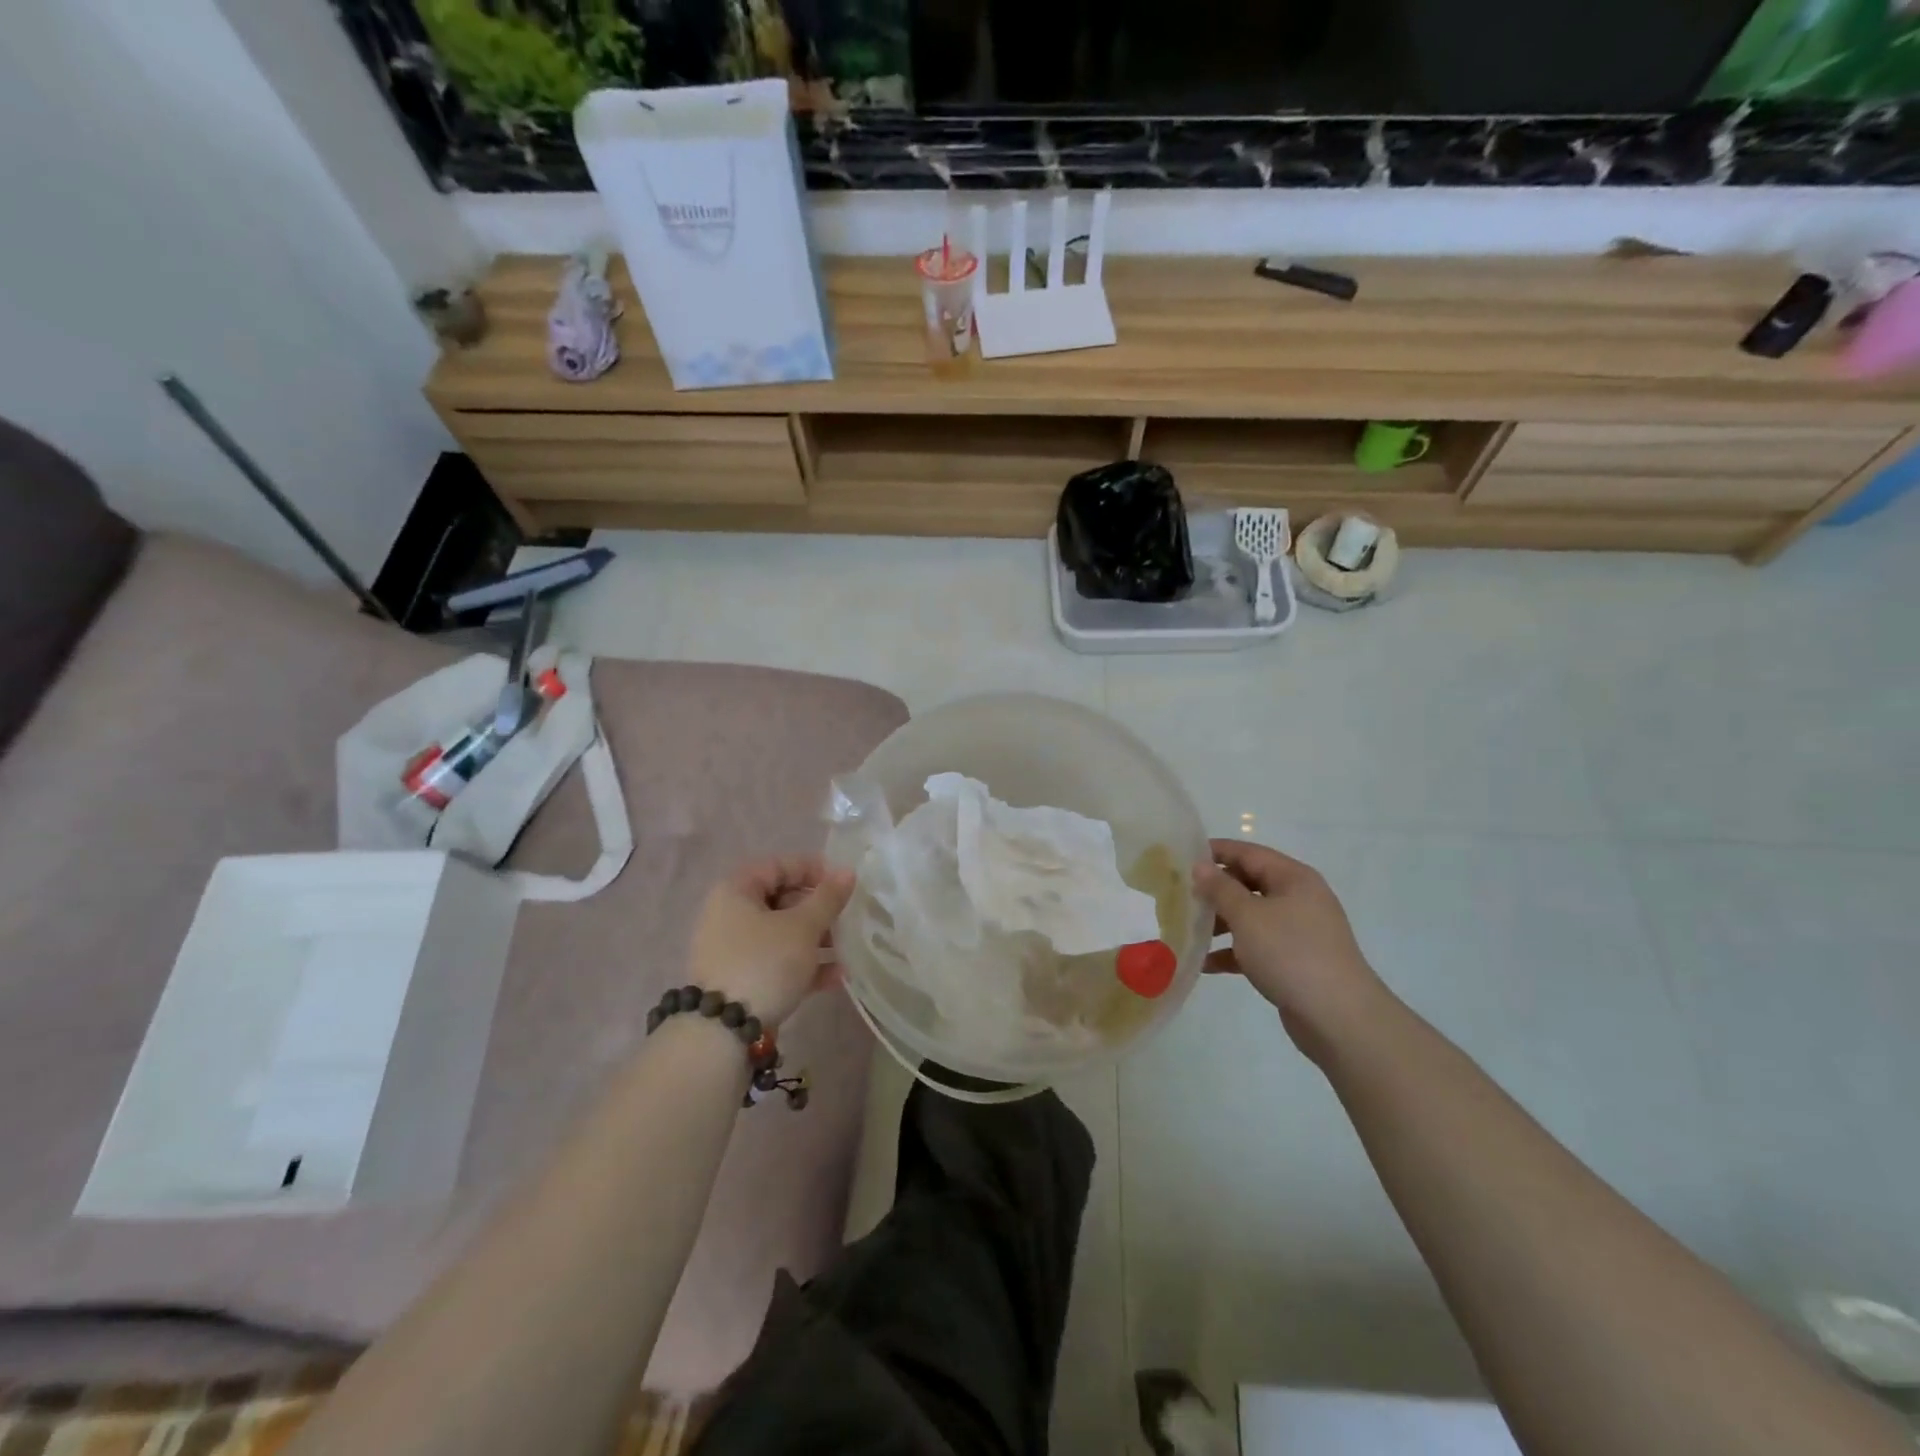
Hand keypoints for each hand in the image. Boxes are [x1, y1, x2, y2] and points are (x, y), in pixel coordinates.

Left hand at [685, 857, 856, 1029]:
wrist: (723, 1033)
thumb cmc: (764, 963)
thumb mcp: (803, 927)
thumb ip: (828, 898)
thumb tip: (847, 872)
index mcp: (736, 890)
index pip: (779, 865)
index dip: (813, 869)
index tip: (843, 884)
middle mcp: (728, 915)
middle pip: (781, 900)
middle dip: (818, 910)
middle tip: (846, 919)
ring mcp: (732, 950)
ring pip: (781, 934)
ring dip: (816, 939)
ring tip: (847, 950)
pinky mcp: (739, 980)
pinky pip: (776, 961)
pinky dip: (803, 965)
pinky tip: (835, 977)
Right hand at [1194, 839, 1383, 1057]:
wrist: (1338, 1018)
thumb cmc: (1290, 954)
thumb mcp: (1248, 916)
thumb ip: (1220, 888)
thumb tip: (1200, 866)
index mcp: (1293, 878)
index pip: (1248, 853)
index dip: (1215, 852)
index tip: (1180, 856)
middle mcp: (1298, 899)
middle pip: (1248, 884)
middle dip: (1214, 890)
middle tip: (1177, 893)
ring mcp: (1297, 932)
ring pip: (1250, 917)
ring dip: (1219, 922)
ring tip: (1186, 929)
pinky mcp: (1292, 961)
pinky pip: (1255, 947)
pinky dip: (1232, 951)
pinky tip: (1204, 963)